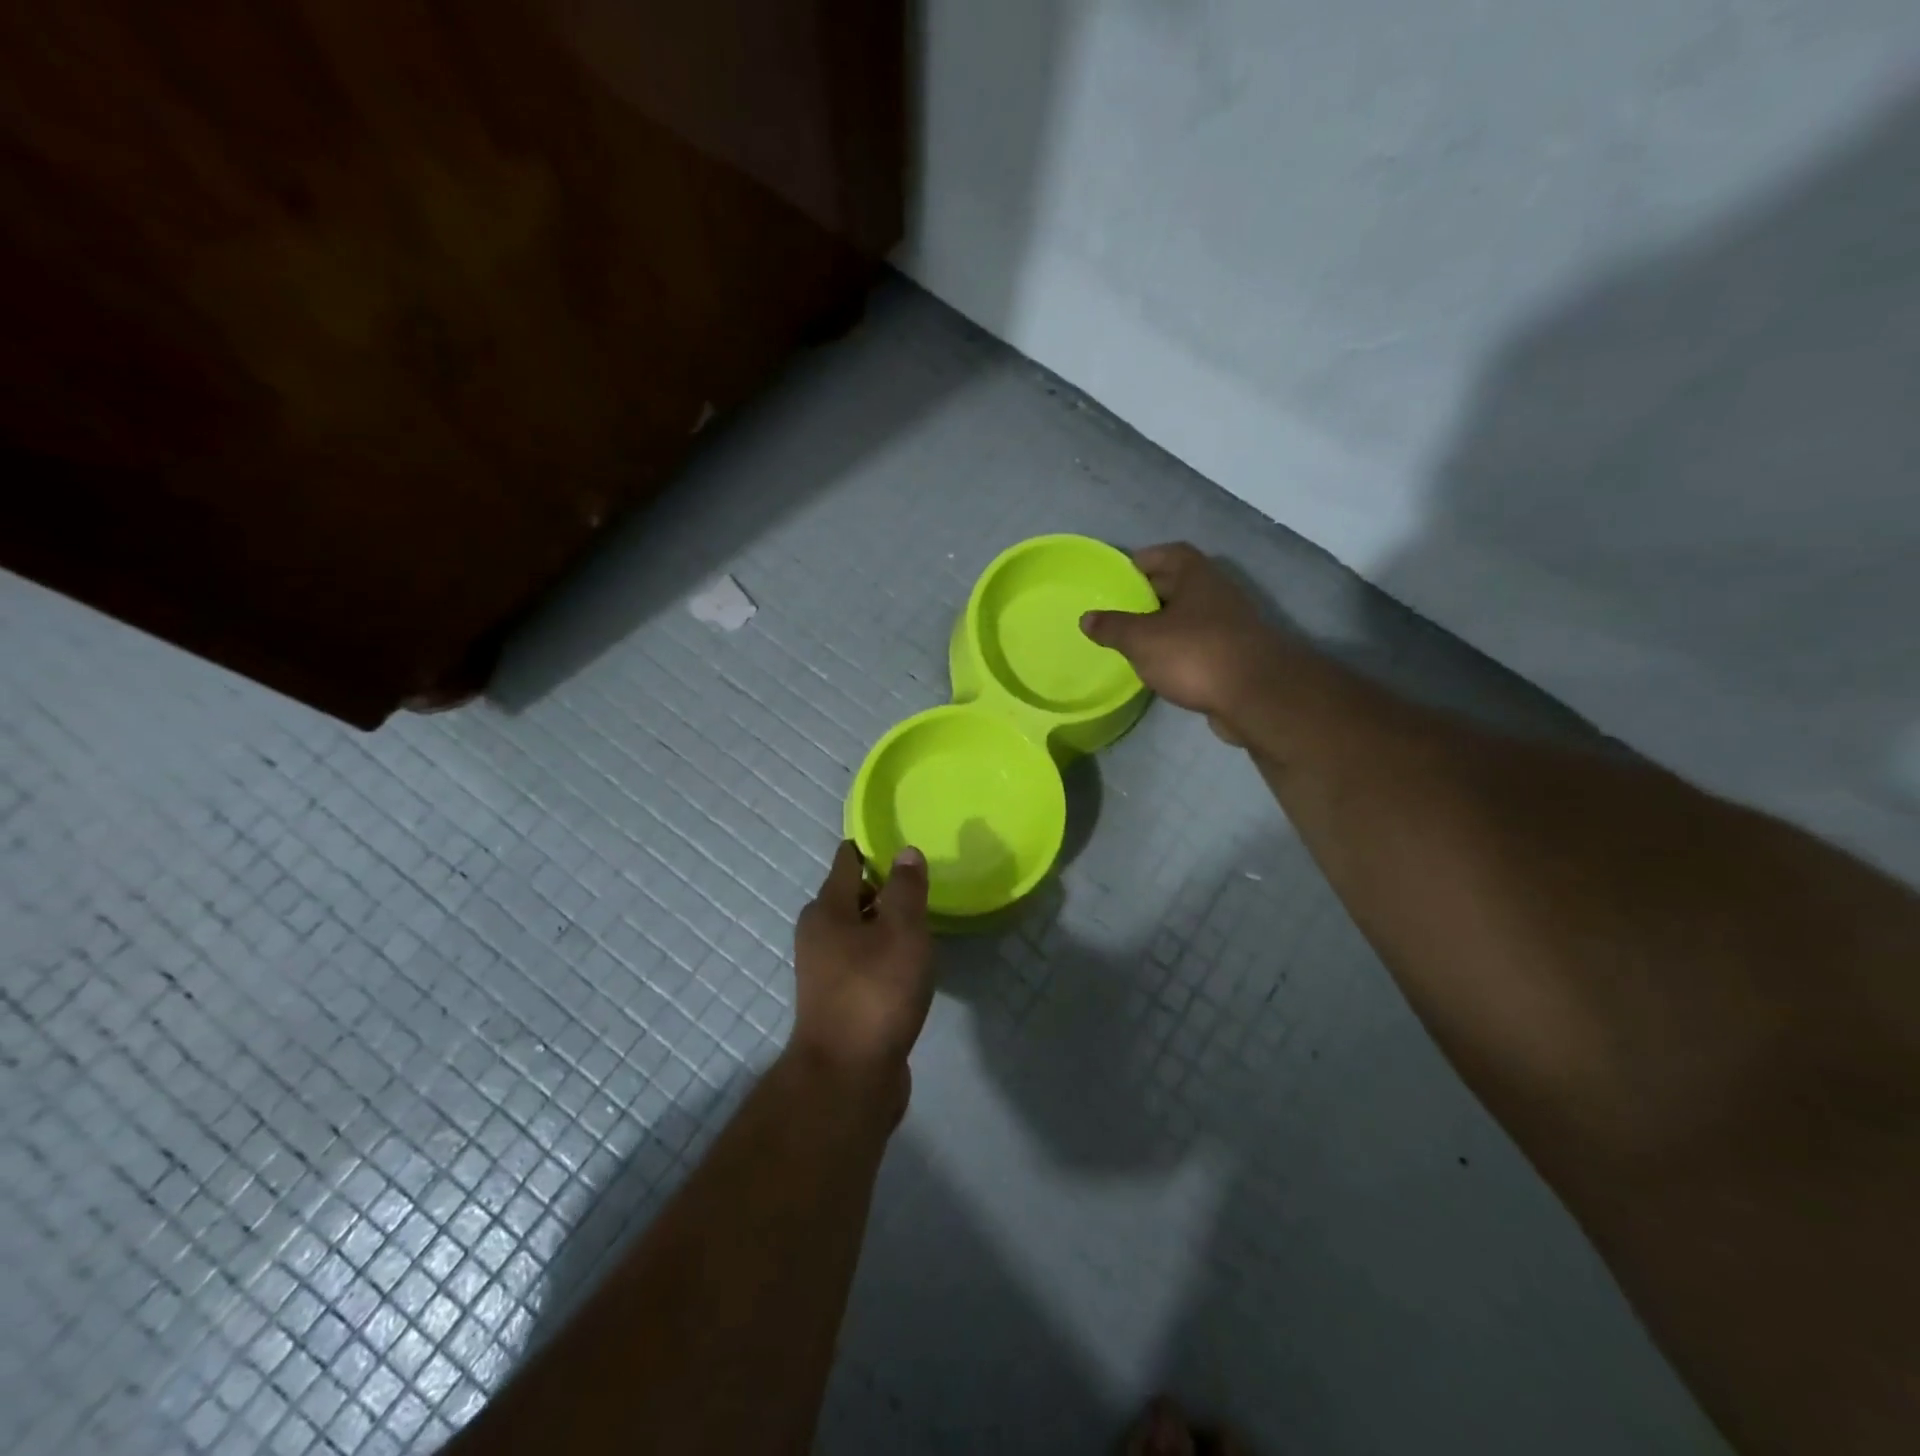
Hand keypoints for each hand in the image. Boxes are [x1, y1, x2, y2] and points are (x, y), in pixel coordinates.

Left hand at [789, 840, 934, 1120]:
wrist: (848, 1077)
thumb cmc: (875, 992)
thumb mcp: (901, 932)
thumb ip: (906, 890)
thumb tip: (906, 852)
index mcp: (826, 910)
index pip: (846, 862)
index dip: (870, 849)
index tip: (896, 843)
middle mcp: (818, 935)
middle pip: (848, 897)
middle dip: (878, 887)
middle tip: (916, 882)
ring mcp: (824, 972)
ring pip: (856, 932)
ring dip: (881, 924)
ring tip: (918, 920)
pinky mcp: (838, 1001)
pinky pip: (862, 962)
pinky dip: (881, 955)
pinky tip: (907, 964)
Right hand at [1081, 542, 1286, 743]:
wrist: (1257, 695)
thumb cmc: (1195, 654)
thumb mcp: (1142, 639)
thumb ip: (1113, 627)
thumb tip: (1086, 618)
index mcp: (1198, 576)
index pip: (1170, 553)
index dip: (1146, 559)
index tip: (1122, 573)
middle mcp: (1218, 593)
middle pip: (1181, 584)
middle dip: (1152, 594)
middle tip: (1120, 608)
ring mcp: (1232, 625)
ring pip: (1192, 616)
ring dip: (1167, 624)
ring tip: (1136, 639)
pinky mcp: (1236, 656)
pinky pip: (1201, 644)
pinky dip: (1181, 649)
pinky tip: (1162, 665)